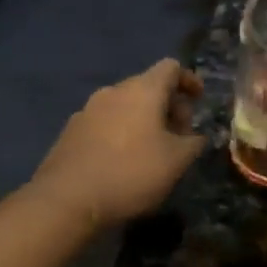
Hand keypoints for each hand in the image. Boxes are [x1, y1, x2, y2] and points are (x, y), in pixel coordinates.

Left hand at [31, 59, 206, 227]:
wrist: (67, 199)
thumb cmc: (131, 173)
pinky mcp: (71, 130)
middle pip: (147, 86)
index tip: (199, 100)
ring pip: (124, 105)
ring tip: (153, 149)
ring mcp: (87, 109)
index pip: (170, 68)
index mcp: (142, 90)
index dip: (189, 80)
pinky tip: (122, 160)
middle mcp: (113, 91)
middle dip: (168, 105)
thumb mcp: (176, 162)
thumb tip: (195, 136)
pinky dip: (121, 131)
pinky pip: (105, 121)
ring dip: (143, 119)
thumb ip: (193, 143)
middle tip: (180, 134)